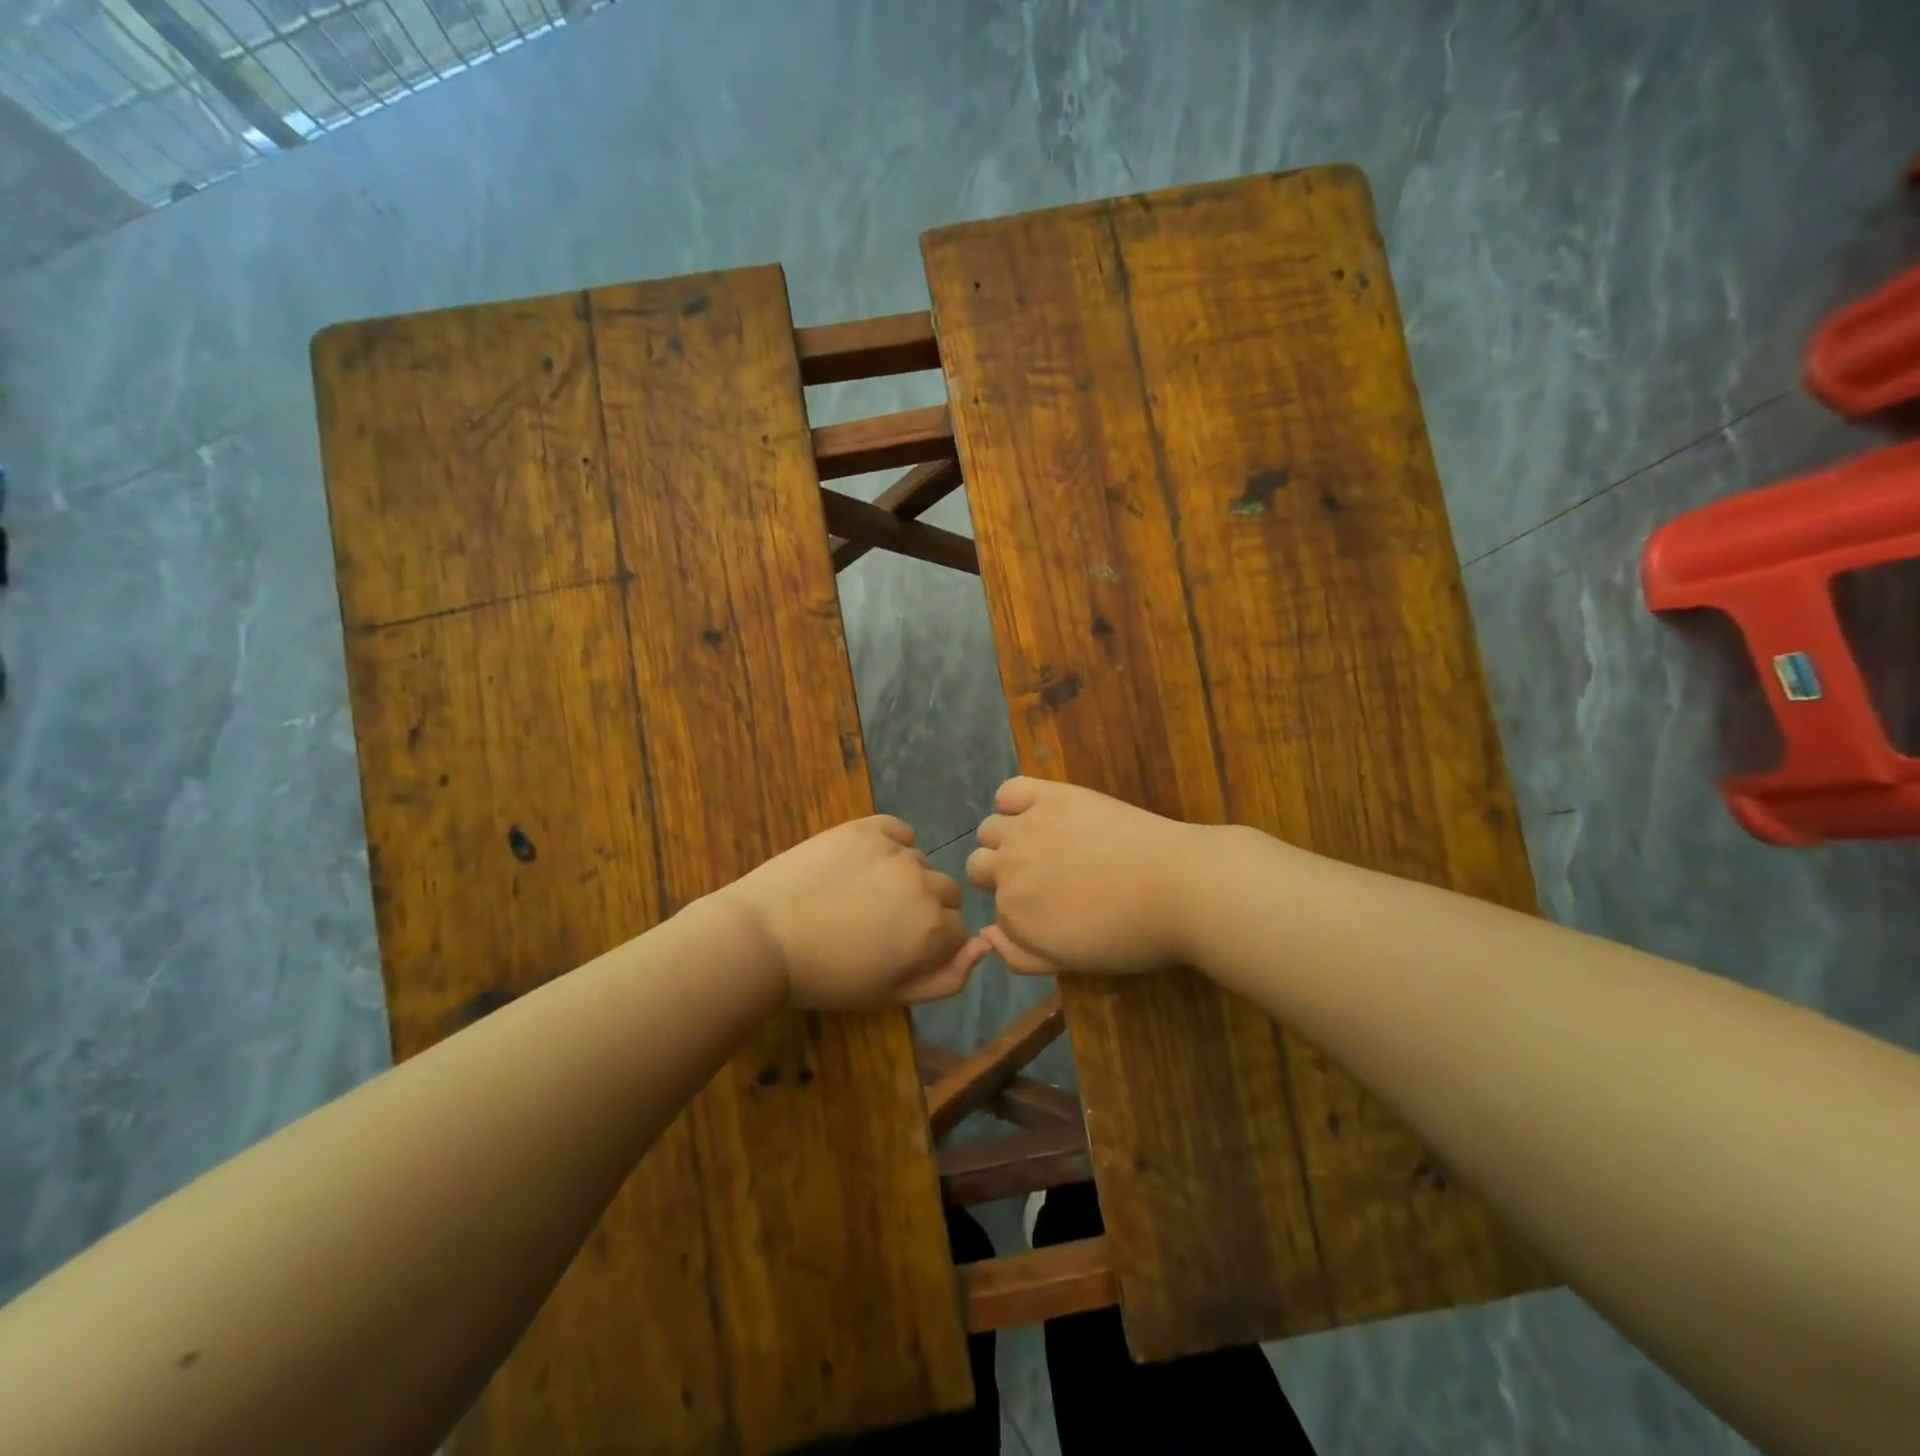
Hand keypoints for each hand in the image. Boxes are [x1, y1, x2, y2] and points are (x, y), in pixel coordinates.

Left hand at [716, 815, 988, 1010]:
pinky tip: (864, 864)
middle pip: (945, 893)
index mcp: (932, 928)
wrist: (762, 938)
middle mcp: (923, 883)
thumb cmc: (826, 977)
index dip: (930, 944)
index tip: (897, 952)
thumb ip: (947, 977)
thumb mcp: (890, 995)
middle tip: (880, 925)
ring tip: (862, 896)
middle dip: (924, 909)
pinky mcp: (865, 828)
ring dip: (905, 879)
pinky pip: (898, 832)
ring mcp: (894, 851)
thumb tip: (985, 946)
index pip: (957, 930)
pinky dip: (891, 845)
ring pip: (920, 864)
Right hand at [966, 777, 1219, 976]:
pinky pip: (1008, 790)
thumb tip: (986, 936)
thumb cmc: (1130, 935)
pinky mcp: (1049, 796)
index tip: (1048, 908)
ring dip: (1006, 837)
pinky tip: (1036, 811)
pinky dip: (1013, 801)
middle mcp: (1008, 869)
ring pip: (990, 829)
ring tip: (1043, 841)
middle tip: (1044, 875)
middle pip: (979, 865)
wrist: (1177, 887)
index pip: (996, 909)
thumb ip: (1020, 955)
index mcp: (1013, 915)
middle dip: (1002, 872)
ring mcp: (1026, 828)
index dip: (1020, 909)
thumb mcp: (1071, 963)